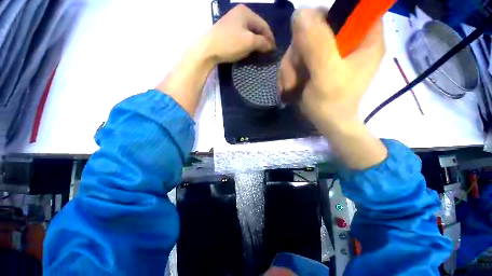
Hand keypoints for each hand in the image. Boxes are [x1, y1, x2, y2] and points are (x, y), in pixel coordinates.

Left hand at [200, 4, 275, 64]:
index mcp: (246, 12)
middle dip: (263, 40)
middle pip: (256, 27)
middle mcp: (239, 13)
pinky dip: (248, 43)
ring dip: (256, 42)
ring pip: (249, 32)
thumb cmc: (229, 43)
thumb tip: (270, 46)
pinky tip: (249, 49)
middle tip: (267, 51)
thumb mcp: (249, 42)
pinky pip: (242, 36)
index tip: (273, 49)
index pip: (264, 25)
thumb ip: (262, 42)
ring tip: (260, 51)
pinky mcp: (227, 31)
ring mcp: (232, 21)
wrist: (207, 49)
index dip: (270, 38)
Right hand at [278, 8, 386, 168]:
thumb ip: (317, 44)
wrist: (326, 123)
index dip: (326, 16)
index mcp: (365, 38)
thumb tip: (300, 12)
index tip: (309, 37)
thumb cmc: (332, 104)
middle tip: (294, 74)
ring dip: (290, 67)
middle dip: (298, 52)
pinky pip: (297, 59)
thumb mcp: (326, 75)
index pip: (349, 8)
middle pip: (316, 27)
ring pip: (302, 45)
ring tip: (290, 86)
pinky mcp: (316, 64)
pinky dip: (289, 73)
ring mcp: (329, 53)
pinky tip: (289, 87)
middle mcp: (347, 41)